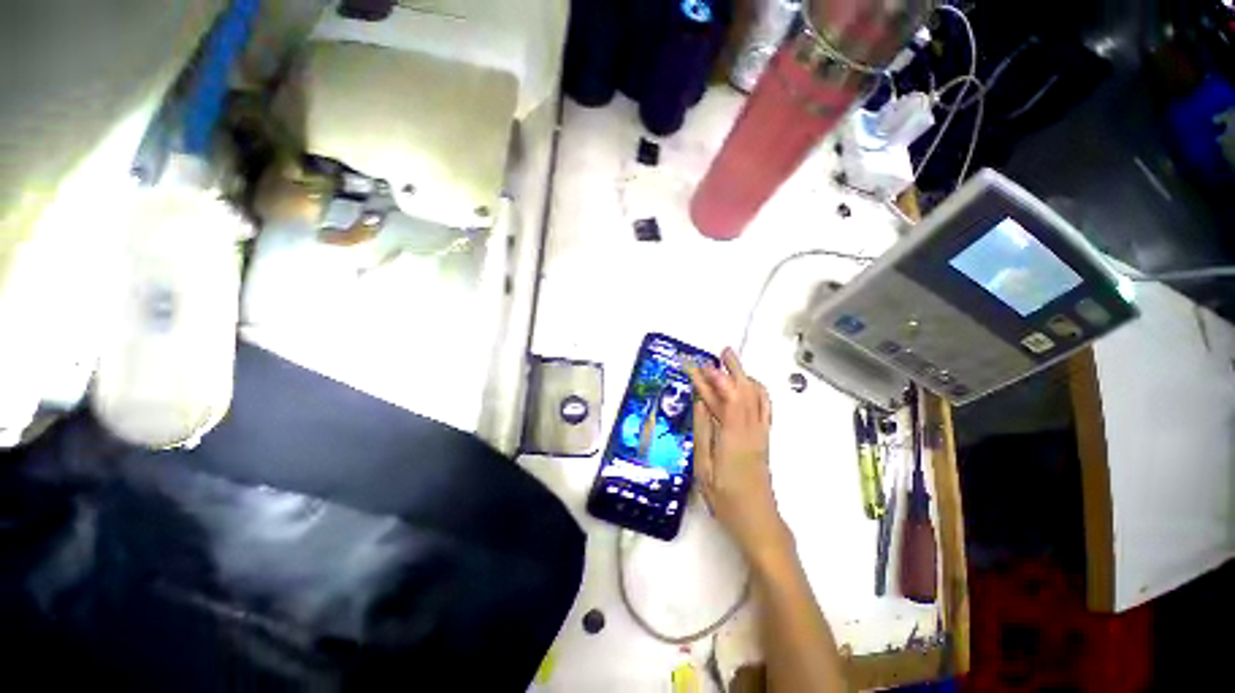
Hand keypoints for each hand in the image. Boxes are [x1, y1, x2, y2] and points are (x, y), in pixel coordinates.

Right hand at [688, 348, 791, 567]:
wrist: (759, 521)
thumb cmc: (726, 499)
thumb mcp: (704, 468)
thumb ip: (703, 431)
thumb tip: (700, 402)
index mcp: (734, 436)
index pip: (726, 397)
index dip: (715, 378)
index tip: (700, 365)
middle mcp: (751, 429)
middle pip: (746, 390)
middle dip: (734, 368)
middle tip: (722, 352)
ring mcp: (761, 433)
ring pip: (758, 396)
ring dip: (745, 376)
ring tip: (732, 364)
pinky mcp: (764, 438)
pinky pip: (764, 408)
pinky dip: (756, 391)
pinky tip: (747, 387)